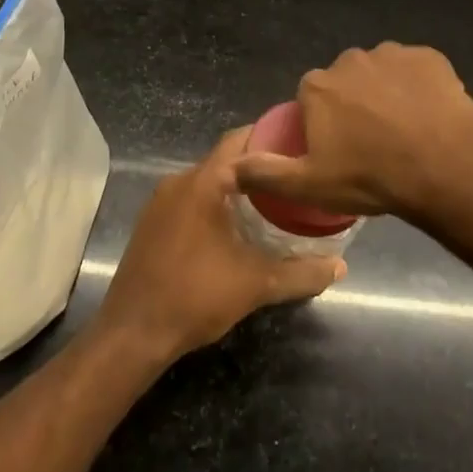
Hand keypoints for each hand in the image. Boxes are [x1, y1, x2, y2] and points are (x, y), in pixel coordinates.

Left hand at [96, 127, 344, 363]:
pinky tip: (237, 226)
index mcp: (202, 183)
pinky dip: (216, 201)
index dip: (272, 136)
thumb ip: (302, 273)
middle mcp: (179, 181)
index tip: (301, 146)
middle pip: (225, 158)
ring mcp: (161, 201)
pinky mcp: (152, 222)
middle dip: (259, 164)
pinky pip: (192, 197)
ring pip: (208, 179)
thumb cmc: (194, 297)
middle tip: (295, 176)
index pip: (240, 139)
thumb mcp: (256, 284)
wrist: (132, 334)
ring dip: (237, 186)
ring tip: (274, 200)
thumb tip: (340, 267)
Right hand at [234, 43, 472, 219]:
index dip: (324, 123)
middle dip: (355, 104)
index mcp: (318, 86)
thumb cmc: (371, 176)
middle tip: (374, 142)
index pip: (311, 98)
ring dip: (387, 93)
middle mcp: (350, 60)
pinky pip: (417, 70)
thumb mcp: (311, 184)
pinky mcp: (429, 57)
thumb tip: (230, 168)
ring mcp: (392, 54)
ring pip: (382, 73)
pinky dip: (419, 87)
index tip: (341, 149)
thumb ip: (266, 173)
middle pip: (346, 81)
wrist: (444, 165)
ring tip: (406, 130)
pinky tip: (430, 115)